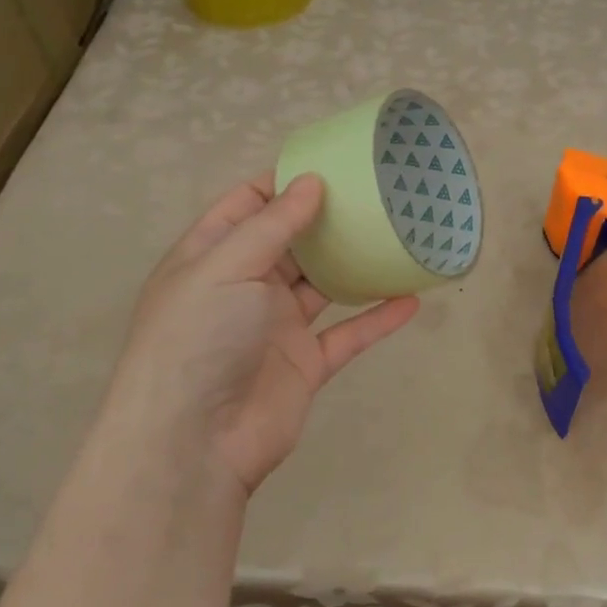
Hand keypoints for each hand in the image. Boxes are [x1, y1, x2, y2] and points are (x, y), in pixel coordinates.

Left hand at [105, 171, 418, 493]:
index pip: (245, 206)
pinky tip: (411, 298)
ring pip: (323, 286)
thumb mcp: (225, 267)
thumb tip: (311, 182)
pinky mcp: (306, 364)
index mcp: (212, 258)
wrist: (195, 442)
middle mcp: (244, 288)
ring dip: (355, 265)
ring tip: (395, 236)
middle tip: (373, 194)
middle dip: (326, 218)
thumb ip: (271, 225)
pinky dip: (378, 317)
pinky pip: (348, 333)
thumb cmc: (199, 339)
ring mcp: (276, 328)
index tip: (329, 164)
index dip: (282, 183)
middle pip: (290, 243)